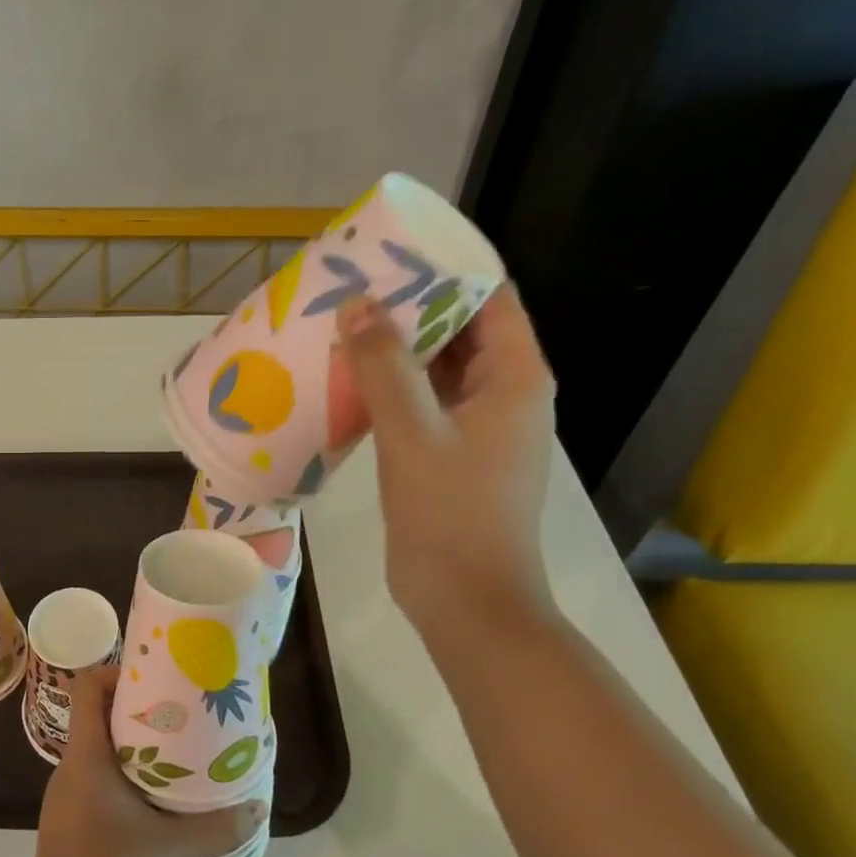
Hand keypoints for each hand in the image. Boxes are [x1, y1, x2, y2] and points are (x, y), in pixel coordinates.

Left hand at [12, 679, 267, 856]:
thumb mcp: (168, 850)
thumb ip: (216, 828)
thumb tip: (257, 807)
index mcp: (84, 757)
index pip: (87, 688)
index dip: (116, 672)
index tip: (156, 676)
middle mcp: (73, 769)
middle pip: (99, 717)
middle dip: (140, 709)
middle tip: (183, 711)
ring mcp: (72, 798)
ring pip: (103, 754)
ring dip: (138, 748)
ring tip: (182, 751)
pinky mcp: (78, 825)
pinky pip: (104, 784)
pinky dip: (132, 780)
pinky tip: (164, 800)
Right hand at [335, 287, 556, 632]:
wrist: (466, 601)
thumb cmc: (450, 513)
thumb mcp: (412, 433)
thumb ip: (384, 365)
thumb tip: (357, 304)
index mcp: (515, 377)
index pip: (489, 298)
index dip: (446, 270)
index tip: (391, 254)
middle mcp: (503, 394)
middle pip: (460, 330)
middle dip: (409, 307)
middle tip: (351, 287)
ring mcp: (476, 427)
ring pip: (435, 370)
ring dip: (393, 350)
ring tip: (340, 325)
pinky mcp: (448, 455)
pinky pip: (419, 405)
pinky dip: (388, 390)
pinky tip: (345, 382)